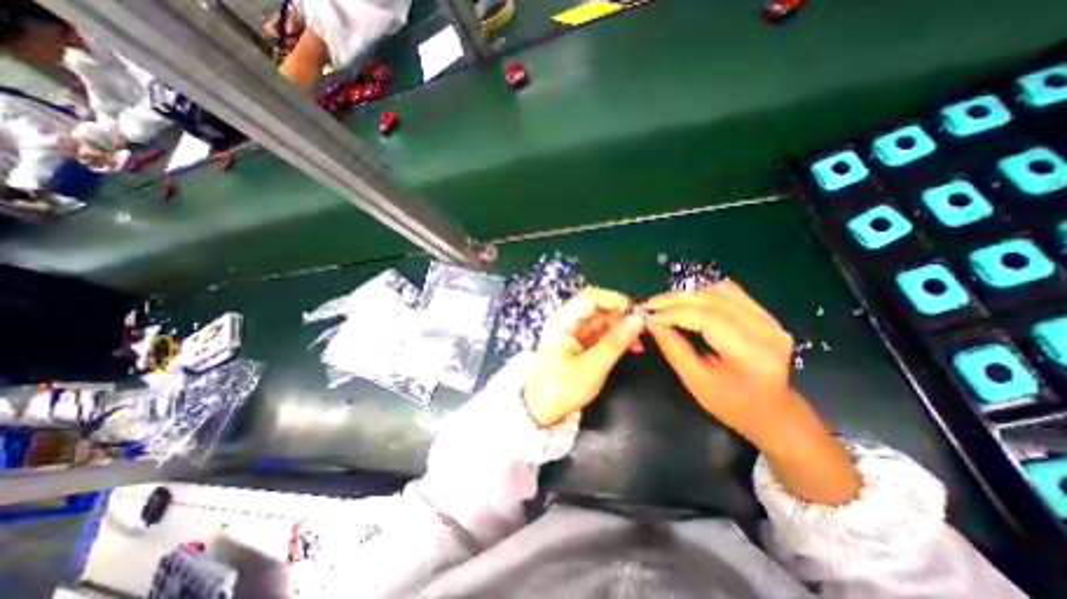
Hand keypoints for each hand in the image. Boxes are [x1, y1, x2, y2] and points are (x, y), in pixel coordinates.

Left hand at [523, 288, 640, 426]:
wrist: (542, 409)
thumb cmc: (562, 389)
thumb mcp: (592, 368)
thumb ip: (615, 342)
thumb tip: (638, 319)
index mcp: (563, 322)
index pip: (590, 298)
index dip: (615, 300)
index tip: (637, 313)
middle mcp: (568, 321)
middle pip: (598, 306)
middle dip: (621, 314)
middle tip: (643, 329)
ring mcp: (575, 331)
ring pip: (603, 318)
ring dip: (622, 326)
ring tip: (639, 341)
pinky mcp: (582, 341)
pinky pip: (603, 331)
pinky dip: (618, 336)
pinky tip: (632, 346)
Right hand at [642, 277, 790, 444]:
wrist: (772, 410)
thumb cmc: (731, 404)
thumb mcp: (695, 381)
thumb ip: (672, 347)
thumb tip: (650, 321)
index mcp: (752, 354)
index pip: (706, 318)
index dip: (672, 312)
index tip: (646, 314)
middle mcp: (766, 330)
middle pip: (713, 300)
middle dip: (675, 300)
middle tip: (648, 305)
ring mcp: (769, 319)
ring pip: (720, 290)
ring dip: (687, 295)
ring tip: (663, 304)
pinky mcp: (765, 314)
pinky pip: (729, 292)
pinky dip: (702, 293)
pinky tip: (686, 302)